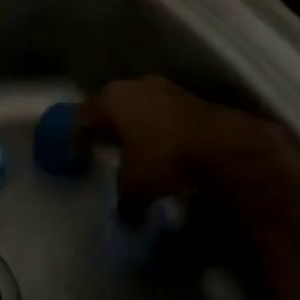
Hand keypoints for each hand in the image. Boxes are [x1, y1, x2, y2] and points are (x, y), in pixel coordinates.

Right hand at [78, 76, 299, 206]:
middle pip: (110, 107)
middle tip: (99, 148)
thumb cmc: (164, 158)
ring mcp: (165, 89)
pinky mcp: (190, 99)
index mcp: (112, 98)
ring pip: (138, 108)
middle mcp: (135, 85)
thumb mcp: (133, 185)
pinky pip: (161, 114)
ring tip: (130, 151)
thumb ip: (121, 197)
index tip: (74, 155)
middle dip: (104, 128)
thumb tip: (122, 214)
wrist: (224, 147)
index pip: (82, 115)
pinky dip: (155, 130)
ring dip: (132, 128)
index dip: (75, 136)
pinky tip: (158, 149)